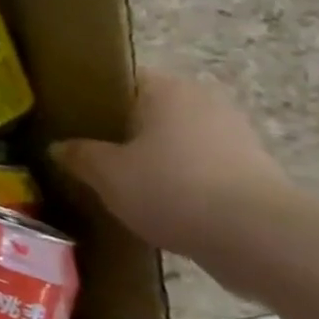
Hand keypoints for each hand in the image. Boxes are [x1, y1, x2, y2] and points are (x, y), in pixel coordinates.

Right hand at [52, 71, 294, 268]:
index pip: (120, 79)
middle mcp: (203, 101)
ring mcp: (235, 136)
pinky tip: (159, 205)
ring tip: (121, 183)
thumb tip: (59, 147)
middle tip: (89, 154)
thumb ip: (79, 155)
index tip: (69, 120)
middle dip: (122, 131)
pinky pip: (201, 168)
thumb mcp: (106, 173)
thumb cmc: (172, 188)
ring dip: (154, 158)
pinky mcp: (254, 172)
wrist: (260, 239)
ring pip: (176, 141)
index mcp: (166, 88)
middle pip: (150, 110)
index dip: (92, 97)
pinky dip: (181, 181)